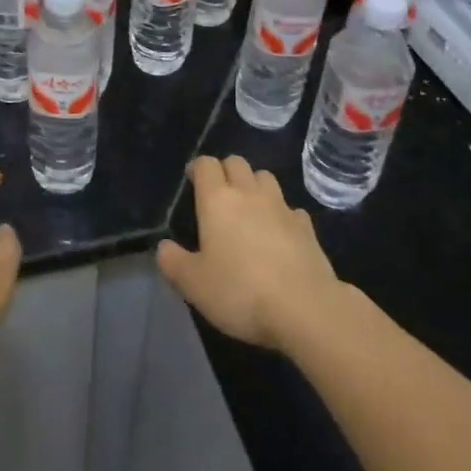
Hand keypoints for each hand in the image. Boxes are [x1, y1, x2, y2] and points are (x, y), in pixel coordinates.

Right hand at [158, 155, 343, 352]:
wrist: (305, 309)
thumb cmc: (240, 291)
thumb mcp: (193, 284)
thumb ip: (173, 262)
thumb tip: (163, 247)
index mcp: (217, 200)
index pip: (206, 164)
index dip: (197, 168)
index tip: (192, 182)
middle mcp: (249, 193)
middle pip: (237, 162)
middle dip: (226, 171)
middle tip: (219, 195)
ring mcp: (281, 207)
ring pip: (265, 177)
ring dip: (254, 185)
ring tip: (249, 209)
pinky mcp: (307, 227)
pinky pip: (290, 208)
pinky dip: (282, 214)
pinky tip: (279, 234)